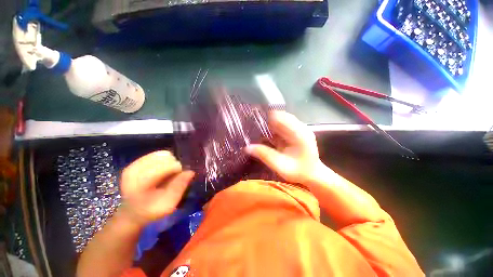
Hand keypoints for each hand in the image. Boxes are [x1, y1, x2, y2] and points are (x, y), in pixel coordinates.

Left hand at [119, 151, 194, 226]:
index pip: (165, 166)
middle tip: (174, 176)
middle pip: (164, 158)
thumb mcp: (168, 204)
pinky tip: (163, 168)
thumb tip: (190, 172)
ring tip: (168, 172)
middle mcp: (134, 171)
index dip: (177, 169)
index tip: (180, 176)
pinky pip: (157, 154)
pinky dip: (164, 159)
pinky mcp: (136, 162)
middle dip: (174, 165)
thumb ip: (179, 187)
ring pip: (162, 154)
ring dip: (170, 162)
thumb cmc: (152, 210)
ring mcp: (134, 165)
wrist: (132, 212)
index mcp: (140, 184)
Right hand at [246, 111, 322, 184]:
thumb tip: (247, 147)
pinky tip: (264, 131)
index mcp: (300, 134)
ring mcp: (299, 128)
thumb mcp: (281, 166)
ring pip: (281, 118)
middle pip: (281, 115)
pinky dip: (272, 126)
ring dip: (269, 121)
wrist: (312, 174)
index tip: (253, 119)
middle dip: (266, 118)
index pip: (281, 118)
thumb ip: (265, 155)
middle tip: (252, 123)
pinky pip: (282, 124)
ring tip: (256, 126)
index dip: (267, 117)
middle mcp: (300, 127)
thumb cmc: (298, 172)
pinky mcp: (295, 131)